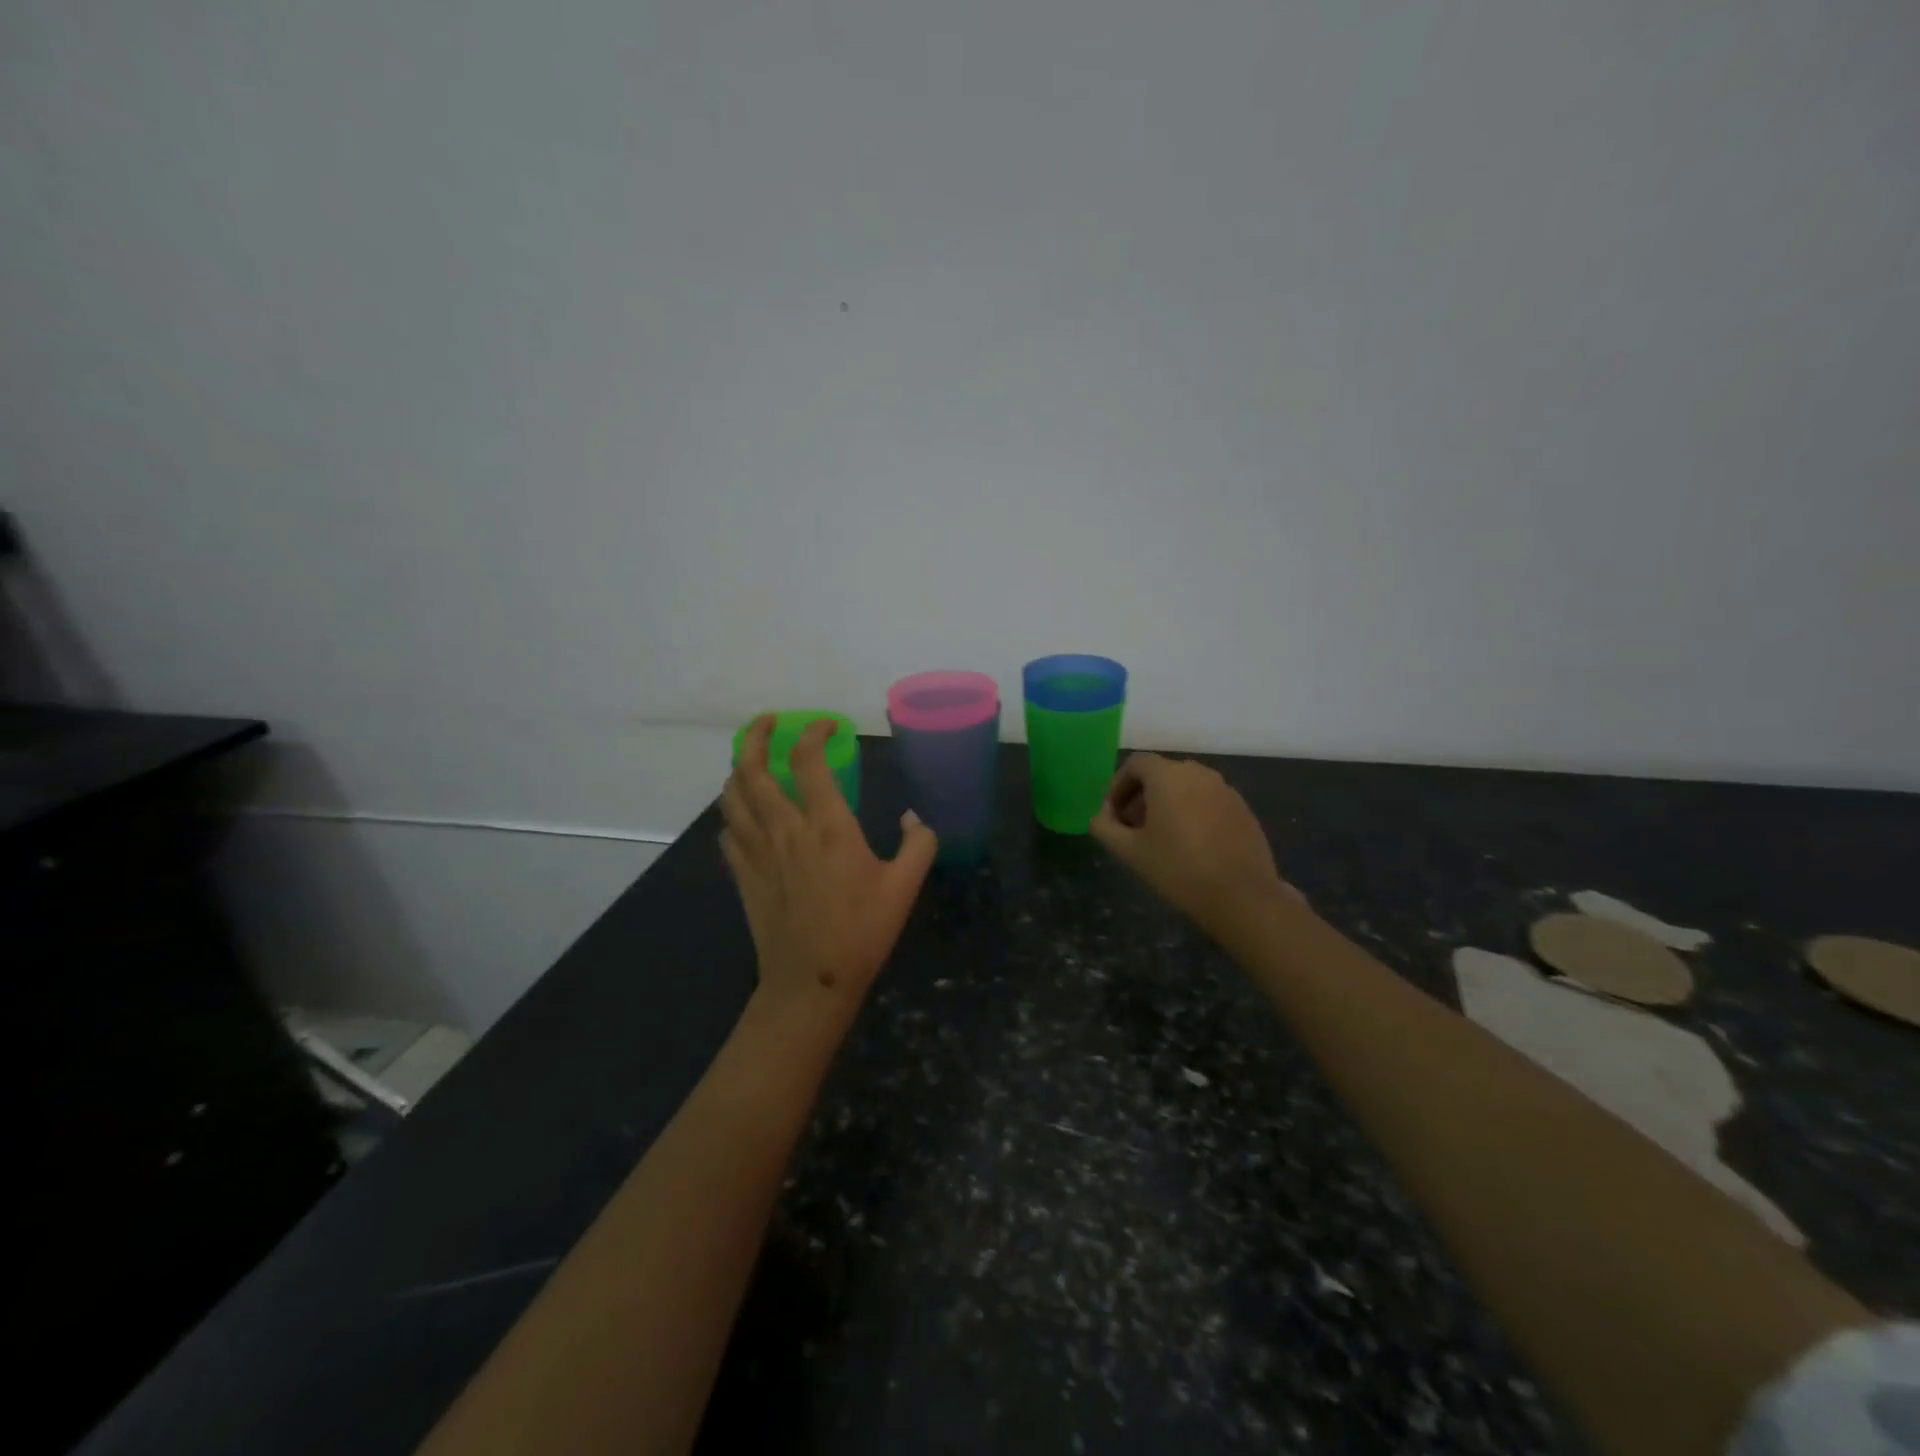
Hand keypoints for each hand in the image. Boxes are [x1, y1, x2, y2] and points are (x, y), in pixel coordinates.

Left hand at [720, 716, 938, 1009]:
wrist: (812, 982)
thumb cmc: (862, 931)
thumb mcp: (904, 886)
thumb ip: (919, 843)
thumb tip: (914, 817)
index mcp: (827, 826)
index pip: (808, 762)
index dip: (814, 734)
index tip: (828, 727)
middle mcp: (785, 829)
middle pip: (754, 769)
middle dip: (757, 737)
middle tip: (770, 723)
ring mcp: (758, 852)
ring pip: (732, 797)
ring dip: (739, 770)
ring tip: (752, 762)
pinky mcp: (743, 876)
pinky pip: (728, 832)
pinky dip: (734, 814)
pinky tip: (745, 817)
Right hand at [1090, 752, 1296, 935]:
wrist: (1241, 896)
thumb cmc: (1178, 869)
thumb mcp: (1129, 851)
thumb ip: (1104, 826)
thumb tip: (1101, 814)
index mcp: (1168, 776)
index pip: (1136, 764)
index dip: (1118, 785)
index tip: (1113, 814)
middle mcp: (1198, 773)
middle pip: (1161, 773)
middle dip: (1141, 795)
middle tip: (1133, 828)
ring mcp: (1224, 789)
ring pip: (1186, 786)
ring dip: (1167, 803)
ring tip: (1161, 837)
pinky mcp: (1242, 808)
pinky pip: (1207, 800)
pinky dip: (1192, 811)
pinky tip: (1192, 844)